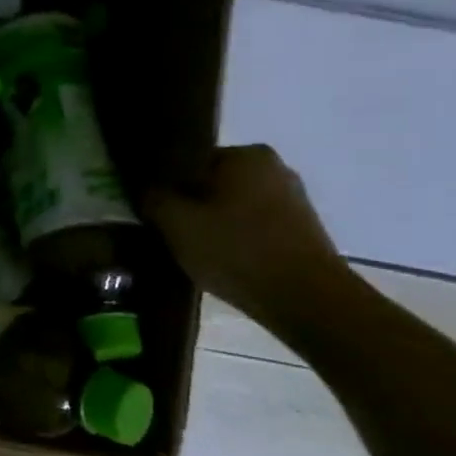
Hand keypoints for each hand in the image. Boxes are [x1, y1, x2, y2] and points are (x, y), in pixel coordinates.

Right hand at [144, 144, 351, 328]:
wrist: (307, 301)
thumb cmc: (236, 250)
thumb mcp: (175, 222)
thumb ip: (153, 198)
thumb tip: (148, 190)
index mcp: (245, 155)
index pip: (189, 160)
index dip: (167, 184)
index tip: (154, 209)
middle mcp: (275, 168)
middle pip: (213, 183)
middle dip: (191, 203)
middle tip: (169, 230)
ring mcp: (294, 200)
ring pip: (234, 206)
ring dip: (214, 223)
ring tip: (193, 249)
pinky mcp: (303, 231)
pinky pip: (255, 226)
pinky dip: (237, 239)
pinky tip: (223, 260)